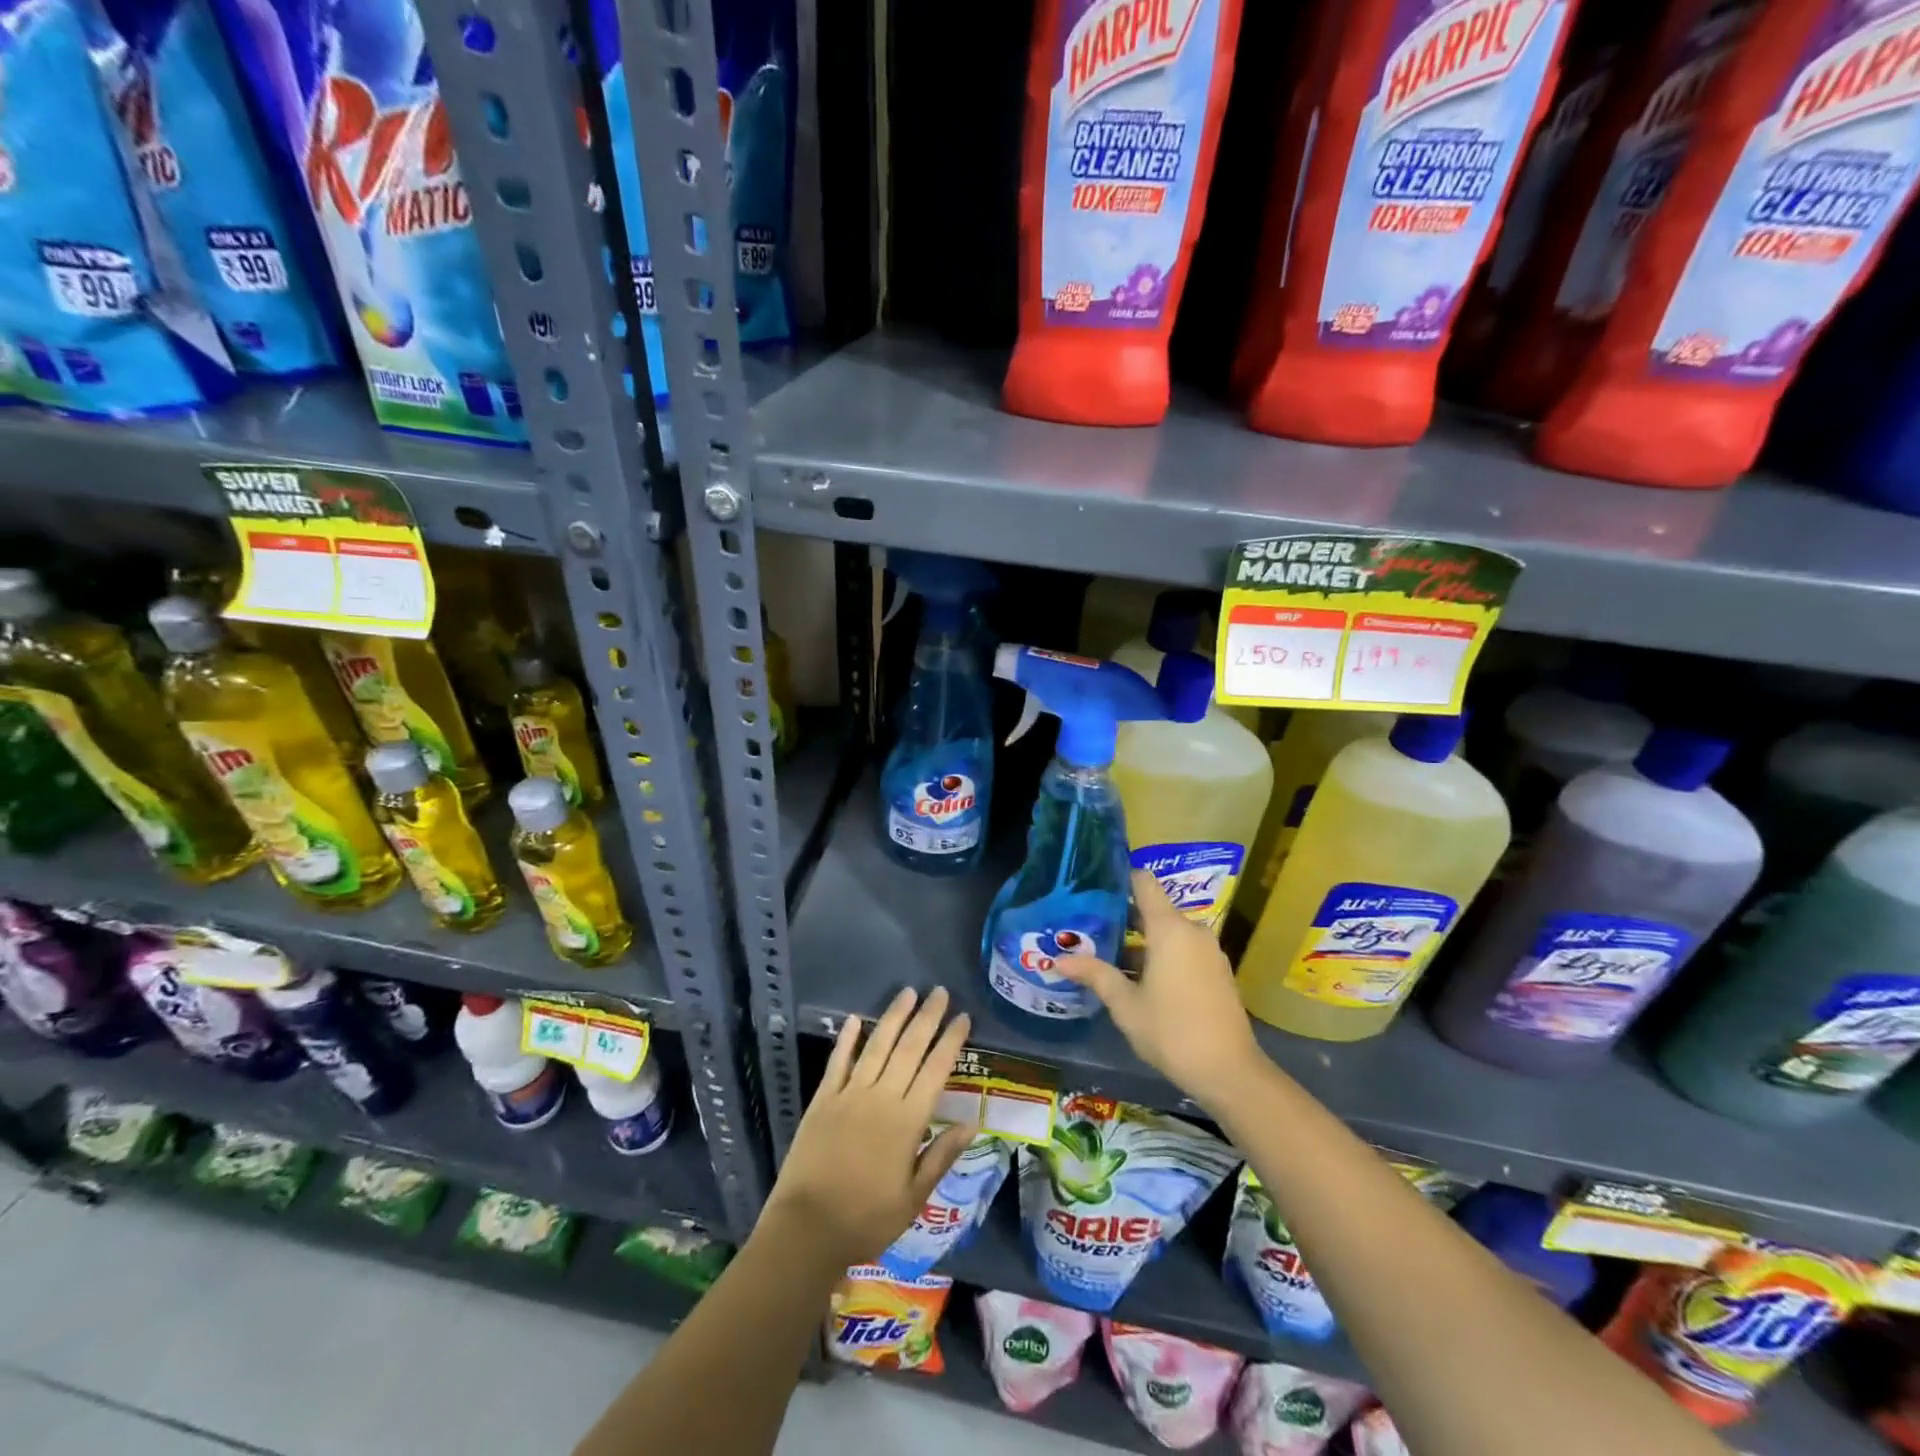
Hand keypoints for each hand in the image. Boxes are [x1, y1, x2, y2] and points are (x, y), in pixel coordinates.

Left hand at [765, 986, 973, 1269]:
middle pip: (909, 1048)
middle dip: (927, 1018)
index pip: (936, 1070)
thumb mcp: (914, 1197)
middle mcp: (881, 1098)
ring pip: (877, 1046)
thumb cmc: (867, 1219)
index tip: (963, 1017)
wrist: (807, 1229)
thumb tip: (972, 1123)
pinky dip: (848, 1039)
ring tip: (908, 992)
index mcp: (908, 1121)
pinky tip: (856, 1018)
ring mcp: (849, 1095)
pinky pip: (838, 1062)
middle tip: (940, 991)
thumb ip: (941, 1156)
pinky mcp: (823, 1099)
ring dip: (894, 1017)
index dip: (951, 1041)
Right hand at [1054, 870, 1266, 1110]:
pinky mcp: (1217, 971)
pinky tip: (1138, 977)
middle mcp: (1192, 930)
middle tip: (1089, 927)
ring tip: (1107, 954)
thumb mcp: (1125, 1004)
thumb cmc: (1171, 1031)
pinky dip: (1161, 954)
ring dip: (1141, 941)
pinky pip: (1183, 949)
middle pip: (1154, 909)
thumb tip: (1059, 959)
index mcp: (1170, 928)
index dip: (1120, 879)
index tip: (1094, 887)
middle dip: (1123, 917)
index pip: (1144, 882)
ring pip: (1168, 932)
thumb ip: (1095, 974)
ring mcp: (1208, 951)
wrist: (1229, 1072)